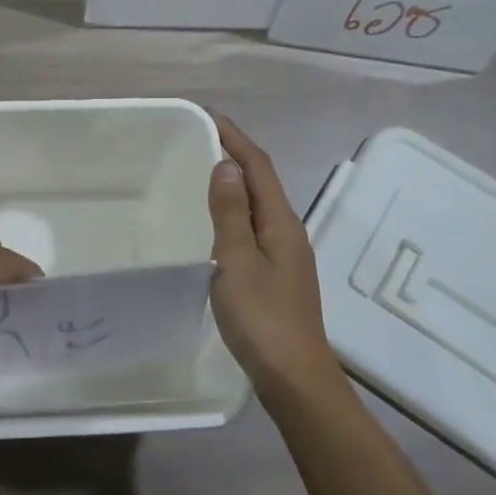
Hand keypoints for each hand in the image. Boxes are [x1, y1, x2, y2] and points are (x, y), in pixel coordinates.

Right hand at [207, 115, 339, 402]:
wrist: (294, 377)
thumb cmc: (262, 317)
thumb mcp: (236, 261)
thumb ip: (230, 213)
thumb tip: (226, 167)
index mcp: (281, 223)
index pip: (259, 167)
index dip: (236, 139)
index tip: (209, 117)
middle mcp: (289, 232)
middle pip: (263, 182)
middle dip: (236, 157)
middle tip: (200, 142)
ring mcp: (287, 256)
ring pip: (260, 207)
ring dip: (236, 185)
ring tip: (203, 175)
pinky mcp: (279, 276)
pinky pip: (256, 228)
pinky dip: (236, 213)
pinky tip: (218, 225)